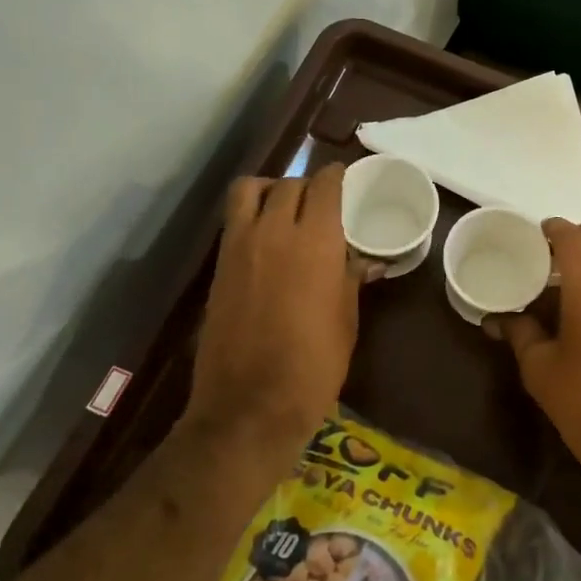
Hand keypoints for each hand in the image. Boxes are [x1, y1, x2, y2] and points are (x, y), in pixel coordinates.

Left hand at [183, 164, 361, 448]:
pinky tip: (265, 237)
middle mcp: (275, 231)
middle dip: (308, 186)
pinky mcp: (219, 266)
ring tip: (284, 207)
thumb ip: (350, 280)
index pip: (324, 185)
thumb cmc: (314, 364)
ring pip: (250, 190)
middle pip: (289, 184)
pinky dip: (250, 214)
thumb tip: (362, 261)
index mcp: (316, 241)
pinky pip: (233, 219)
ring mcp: (240, 246)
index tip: (344, 179)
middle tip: (321, 203)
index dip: (335, 176)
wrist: (251, 404)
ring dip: (270, 189)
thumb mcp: (345, 319)